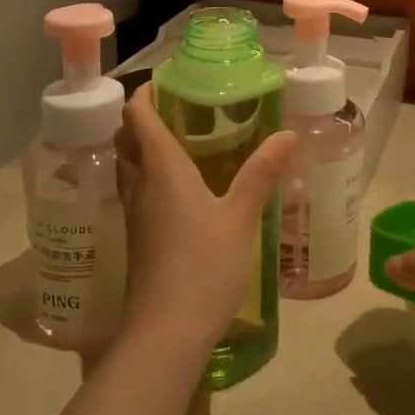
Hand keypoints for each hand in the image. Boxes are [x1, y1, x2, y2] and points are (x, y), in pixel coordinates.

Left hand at [115, 85, 296, 353]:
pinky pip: (137, 190)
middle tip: (179, 107)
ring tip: (180, 139)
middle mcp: (140, 185)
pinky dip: (149, 174)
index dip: (145, 93)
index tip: (166, 80)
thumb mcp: (240, 218)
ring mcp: (135, 214)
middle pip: (127, 138)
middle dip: (143, 117)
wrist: (164, 334)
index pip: (138, 116)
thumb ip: (261, 173)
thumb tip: (287, 134)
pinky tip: (180, 188)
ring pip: (129, 166)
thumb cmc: (203, 267)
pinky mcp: (138, 238)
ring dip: (143, 146)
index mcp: (161, 169)